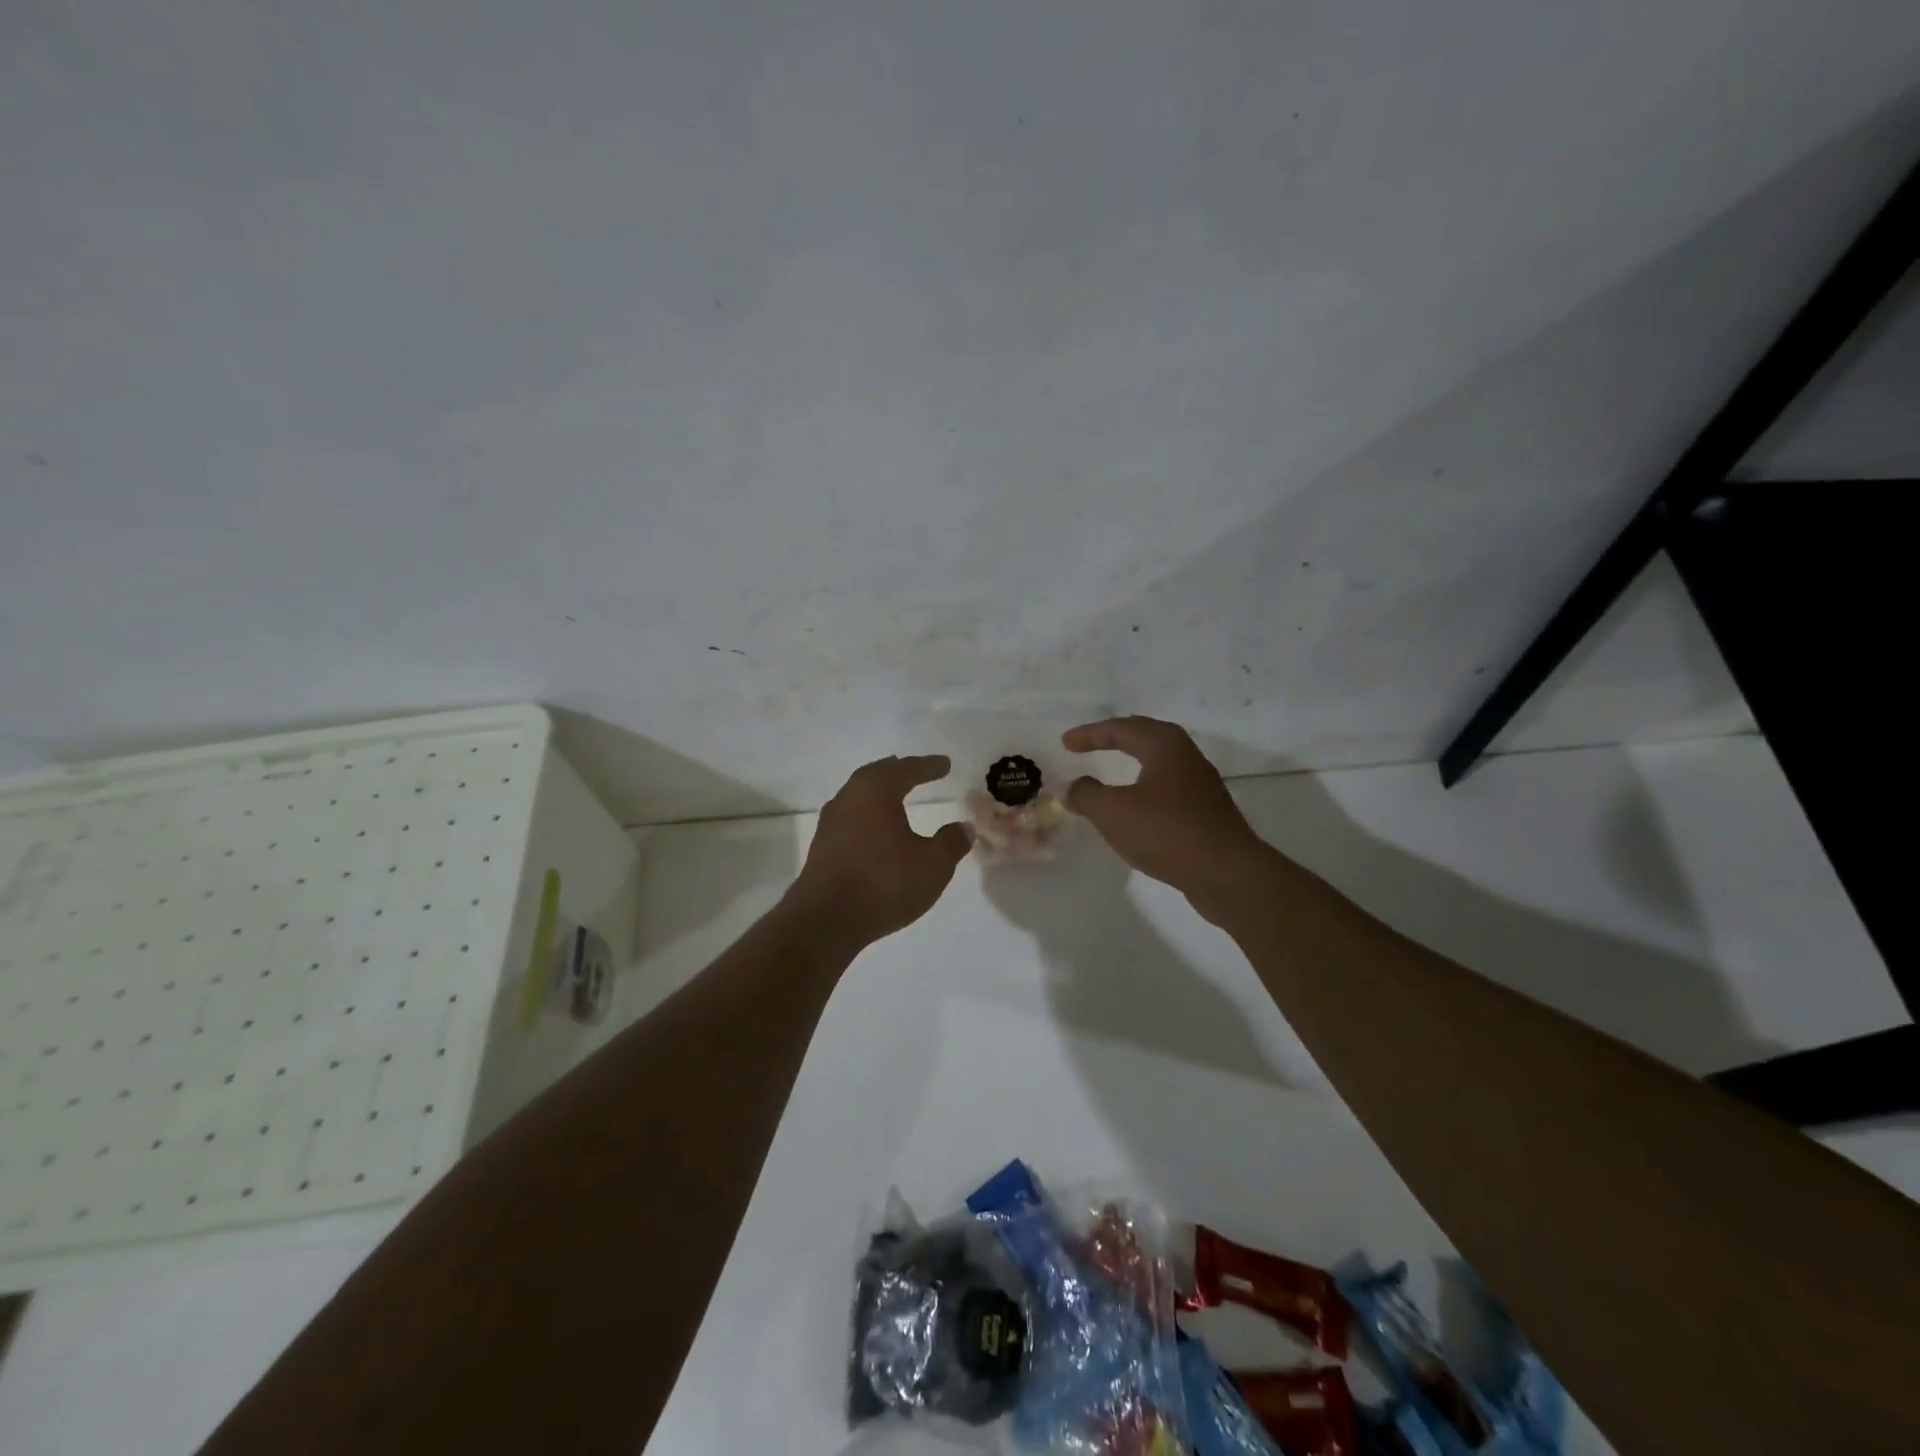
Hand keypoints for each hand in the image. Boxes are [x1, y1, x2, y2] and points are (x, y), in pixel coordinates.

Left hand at [787, 755, 972, 948]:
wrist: (825, 920)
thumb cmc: (884, 883)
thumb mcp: (933, 865)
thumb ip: (952, 842)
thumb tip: (964, 827)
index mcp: (876, 790)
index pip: (906, 769)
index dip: (928, 766)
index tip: (945, 764)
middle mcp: (849, 797)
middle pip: (876, 775)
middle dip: (898, 772)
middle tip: (915, 771)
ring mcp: (830, 822)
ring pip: (859, 796)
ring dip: (880, 793)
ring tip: (896, 797)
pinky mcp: (822, 847)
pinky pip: (851, 818)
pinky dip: (868, 815)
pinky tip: (876, 830)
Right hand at [1061, 716, 1273, 914]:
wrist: (1226, 873)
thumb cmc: (1166, 831)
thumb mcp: (1112, 812)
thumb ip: (1086, 795)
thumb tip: (1074, 787)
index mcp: (1165, 745)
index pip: (1121, 728)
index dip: (1090, 734)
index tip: (1065, 743)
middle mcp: (1187, 757)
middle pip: (1146, 738)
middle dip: (1115, 739)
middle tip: (1089, 745)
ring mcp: (1201, 786)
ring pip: (1159, 765)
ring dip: (1132, 765)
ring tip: (1110, 776)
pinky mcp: (1206, 814)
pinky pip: (1167, 791)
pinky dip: (1144, 792)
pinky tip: (1136, 811)